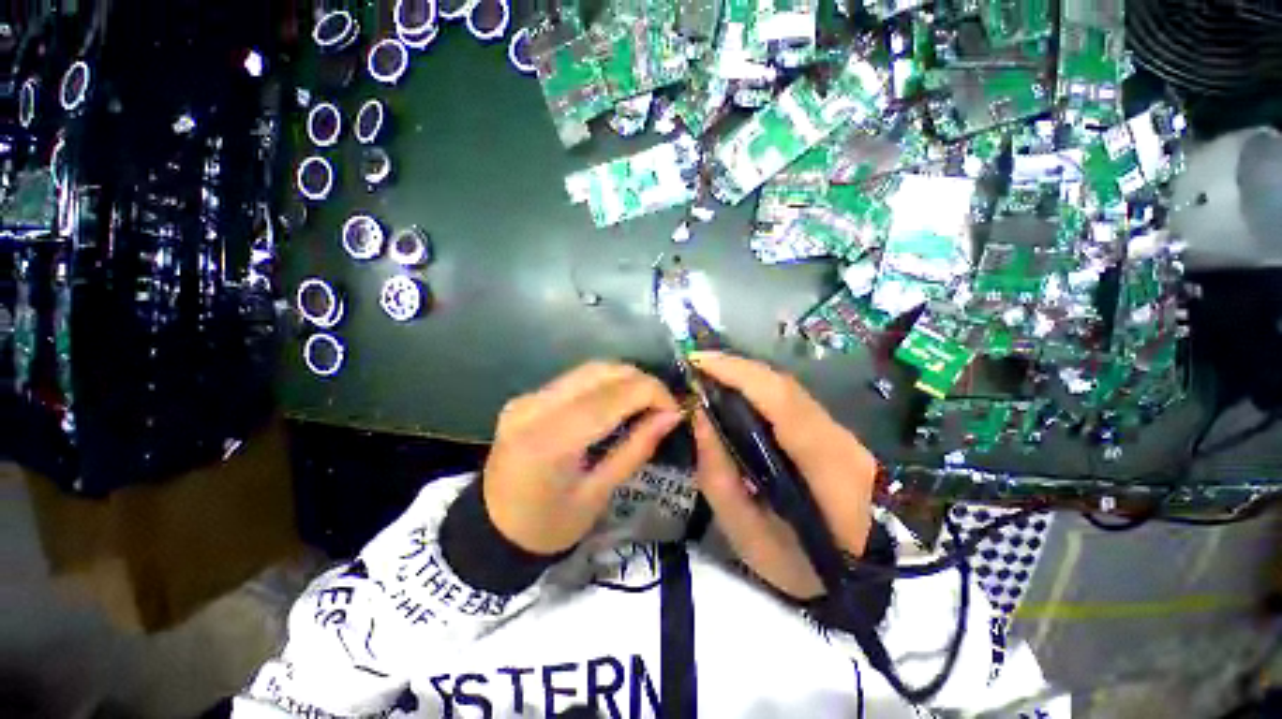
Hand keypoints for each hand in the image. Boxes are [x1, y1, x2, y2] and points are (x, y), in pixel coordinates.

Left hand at [483, 361, 682, 554]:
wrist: (491, 531)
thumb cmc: (548, 526)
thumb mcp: (599, 494)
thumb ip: (637, 448)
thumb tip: (672, 415)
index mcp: (551, 440)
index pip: (613, 395)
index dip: (653, 394)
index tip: (676, 410)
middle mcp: (536, 407)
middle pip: (602, 371)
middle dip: (642, 382)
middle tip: (663, 406)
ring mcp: (528, 398)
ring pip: (590, 369)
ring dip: (624, 379)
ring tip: (645, 402)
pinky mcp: (527, 397)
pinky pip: (575, 379)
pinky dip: (605, 384)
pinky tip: (617, 401)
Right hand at [689, 351, 877, 599]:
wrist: (861, 581)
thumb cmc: (801, 569)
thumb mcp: (748, 536)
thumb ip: (718, 476)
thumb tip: (699, 417)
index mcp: (826, 467)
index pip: (782, 400)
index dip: (739, 373)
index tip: (698, 363)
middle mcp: (840, 438)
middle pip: (784, 385)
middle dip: (736, 368)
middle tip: (696, 365)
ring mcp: (842, 433)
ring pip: (788, 388)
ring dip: (746, 376)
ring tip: (709, 375)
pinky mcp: (835, 432)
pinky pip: (792, 400)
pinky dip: (759, 389)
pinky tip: (735, 392)